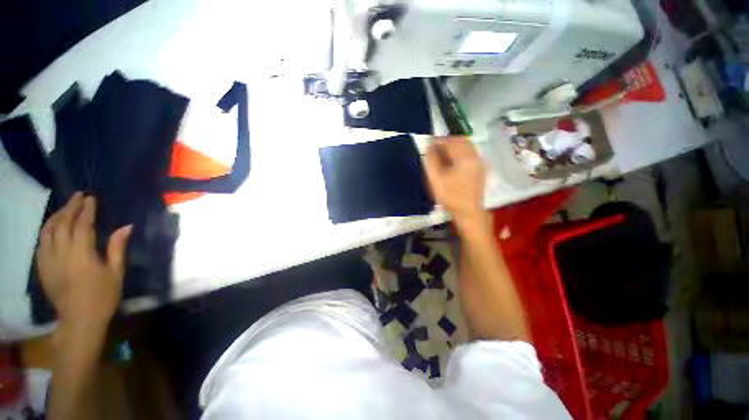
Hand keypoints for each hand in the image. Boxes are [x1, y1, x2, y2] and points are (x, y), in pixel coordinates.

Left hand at [36, 192, 131, 334]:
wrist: (79, 321)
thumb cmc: (103, 296)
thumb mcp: (115, 273)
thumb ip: (117, 248)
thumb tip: (126, 227)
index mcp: (81, 255)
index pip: (82, 225)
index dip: (87, 210)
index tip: (91, 198)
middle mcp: (61, 254)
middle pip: (62, 224)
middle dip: (70, 207)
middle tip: (78, 196)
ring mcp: (48, 260)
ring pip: (48, 231)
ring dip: (56, 216)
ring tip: (65, 207)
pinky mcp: (43, 267)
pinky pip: (41, 243)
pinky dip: (47, 230)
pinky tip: (52, 227)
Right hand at [423, 137, 489, 231]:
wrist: (468, 212)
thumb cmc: (450, 197)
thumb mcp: (436, 179)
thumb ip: (431, 161)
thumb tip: (428, 148)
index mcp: (464, 158)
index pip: (450, 141)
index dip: (437, 141)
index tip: (427, 144)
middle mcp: (475, 156)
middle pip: (460, 140)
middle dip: (446, 141)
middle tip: (434, 148)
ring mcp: (479, 162)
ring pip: (466, 146)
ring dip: (453, 146)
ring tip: (441, 153)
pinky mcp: (480, 169)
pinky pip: (470, 153)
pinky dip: (459, 152)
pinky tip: (452, 161)